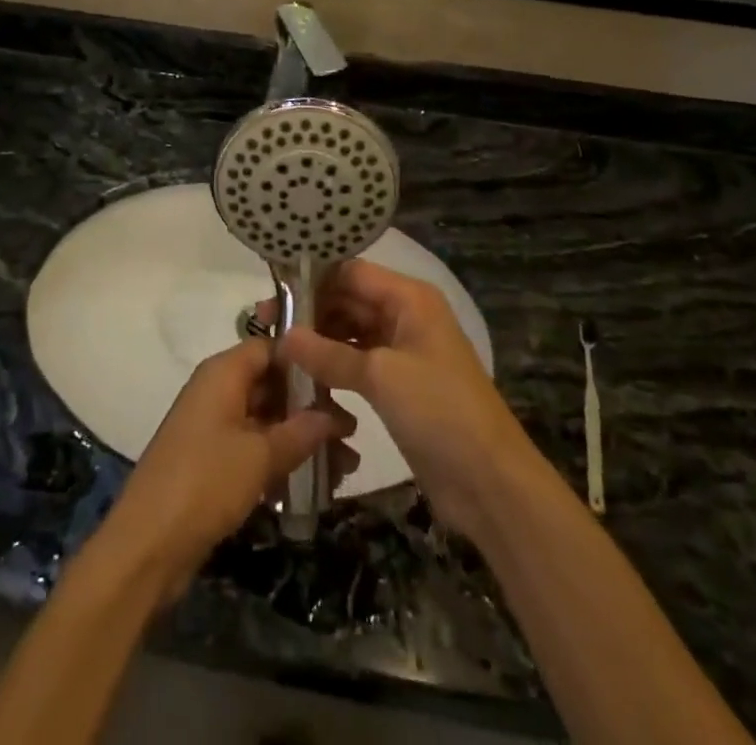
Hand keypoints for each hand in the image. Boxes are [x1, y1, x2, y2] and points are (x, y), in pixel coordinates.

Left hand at [101, 339, 353, 595]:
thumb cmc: (205, 482)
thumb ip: (301, 431)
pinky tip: (316, 483)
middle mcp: (217, 391)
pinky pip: (254, 448)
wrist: (147, 545)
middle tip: (352, 433)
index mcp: (222, 373)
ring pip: (266, 420)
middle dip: (311, 408)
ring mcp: (213, 427)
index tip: (342, 378)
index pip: (270, 348)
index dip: (305, 360)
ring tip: (346, 466)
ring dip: (302, 439)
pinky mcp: (211, 461)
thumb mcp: (260, 455)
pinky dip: (282, 459)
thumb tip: (334, 415)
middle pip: (271, 384)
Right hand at [280, 260, 534, 541]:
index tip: (273, 296)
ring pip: (350, 332)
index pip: (351, 273)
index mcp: (409, 299)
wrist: (491, 483)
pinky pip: (357, 362)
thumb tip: (283, 336)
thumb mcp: (381, 376)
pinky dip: (332, 366)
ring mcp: (402, 351)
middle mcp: (405, 316)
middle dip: (310, 313)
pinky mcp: (398, 384)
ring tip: (277, 352)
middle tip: (265, 328)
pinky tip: (302, 377)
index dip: (312, 281)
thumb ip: (329, 354)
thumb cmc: (441, 412)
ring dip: (318, 341)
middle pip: (348, 301)